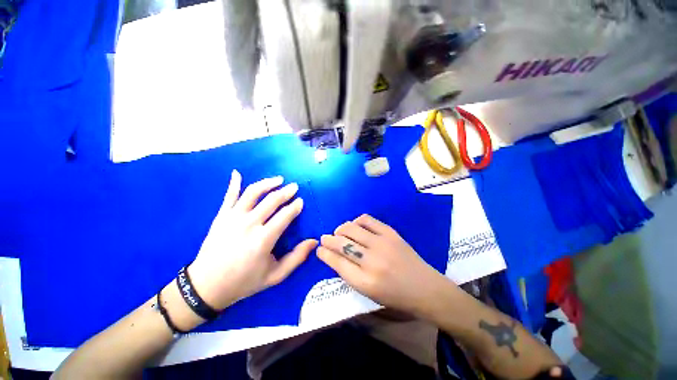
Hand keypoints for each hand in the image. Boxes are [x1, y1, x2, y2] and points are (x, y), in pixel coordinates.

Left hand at [188, 170, 317, 310]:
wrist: (207, 287)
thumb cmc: (244, 281)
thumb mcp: (275, 276)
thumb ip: (297, 258)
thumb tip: (314, 241)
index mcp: (263, 240)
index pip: (285, 216)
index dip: (295, 206)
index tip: (301, 201)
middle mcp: (249, 224)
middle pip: (272, 201)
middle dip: (286, 191)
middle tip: (295, 187)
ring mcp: (232, 218)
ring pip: (252, 193)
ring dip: (267, 183)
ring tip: (278, 179)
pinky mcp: (220, 216)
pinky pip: (229, 196)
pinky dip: (233, 183)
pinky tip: (238, 173)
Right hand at [317, 214, 450, 316]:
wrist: (425, 288)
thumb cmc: (395, 296)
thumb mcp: (369, 293)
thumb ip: (349, 275)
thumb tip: (333, 256)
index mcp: (365, 282)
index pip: (337, 262)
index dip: (324, 253)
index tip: (318, 249)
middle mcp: (372, 261)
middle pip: (341, 243)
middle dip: (328, 240)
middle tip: (325, 239)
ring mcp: (382, 243)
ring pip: (351, 228)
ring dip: (340, 229)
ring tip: (339, 232)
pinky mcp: (390, 233)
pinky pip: (367, 220)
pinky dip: (357, 221)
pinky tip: (356, 226)